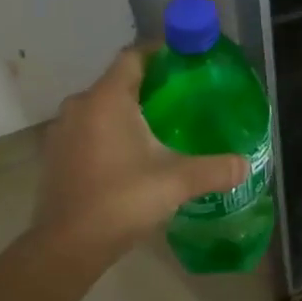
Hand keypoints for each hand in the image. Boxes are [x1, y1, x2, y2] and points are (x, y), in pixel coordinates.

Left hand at [33, 46, 247, 265]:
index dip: (160, 52)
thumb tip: (245, 164)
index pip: (133, 56)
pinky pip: (89, 128)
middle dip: (150, 84)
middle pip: (119, 80)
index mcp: (106, 99)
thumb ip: (214, 169)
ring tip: (162, 125)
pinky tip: (133, 153)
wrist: (66, 248)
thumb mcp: (176, 182)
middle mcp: (80, 106)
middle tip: (184, 97)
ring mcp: (62, 131)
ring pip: (102, 106)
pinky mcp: (56, 155)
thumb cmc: (120, 201)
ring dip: (129, 110)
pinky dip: (111, 131)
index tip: (186, 59)